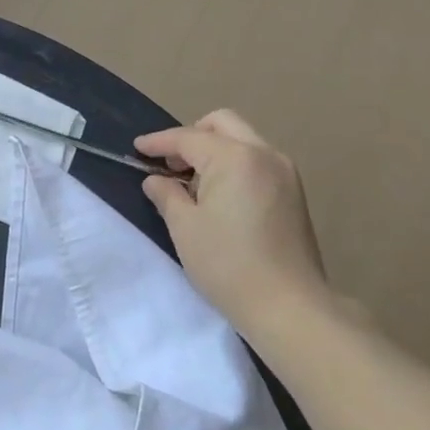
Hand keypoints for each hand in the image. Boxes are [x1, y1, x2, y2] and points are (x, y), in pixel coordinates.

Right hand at [135, 110, 332, 340]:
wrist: (288, 305)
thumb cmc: (227, 264)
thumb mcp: (184, 228)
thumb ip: (166, 195)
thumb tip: (157, 180)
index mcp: (235, 157)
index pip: (188, 137)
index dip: (159, 142)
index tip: (136, 148)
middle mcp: (264, 154)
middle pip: (222, 124)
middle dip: (191, 136)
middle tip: (169, 164)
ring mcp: (285, 172)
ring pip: (242, 140)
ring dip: (214, 150)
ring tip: (191, 183)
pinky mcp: (293, 192)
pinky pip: (257, 161)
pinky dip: (233, 165)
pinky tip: (218, 195)